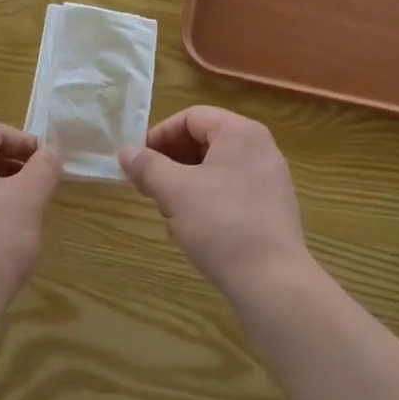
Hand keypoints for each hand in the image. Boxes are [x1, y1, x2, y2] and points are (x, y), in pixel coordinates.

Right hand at [120, 107, 312, 302]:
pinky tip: (193, 231)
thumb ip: (147, 167)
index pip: (192, 117)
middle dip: (172, 162)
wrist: (273, 282)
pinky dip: (207, 201)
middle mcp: (260, 148)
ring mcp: (270, 179)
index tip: (138, 162)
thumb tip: (125, 151)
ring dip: (186, 185)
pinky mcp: (272, 209)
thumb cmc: (222, 224)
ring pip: (216, 169)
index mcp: (241, 132)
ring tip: (169, 213)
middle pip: (205, 141)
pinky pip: (231, 191)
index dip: (160, 135)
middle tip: (150, 187)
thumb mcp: (175, 192)